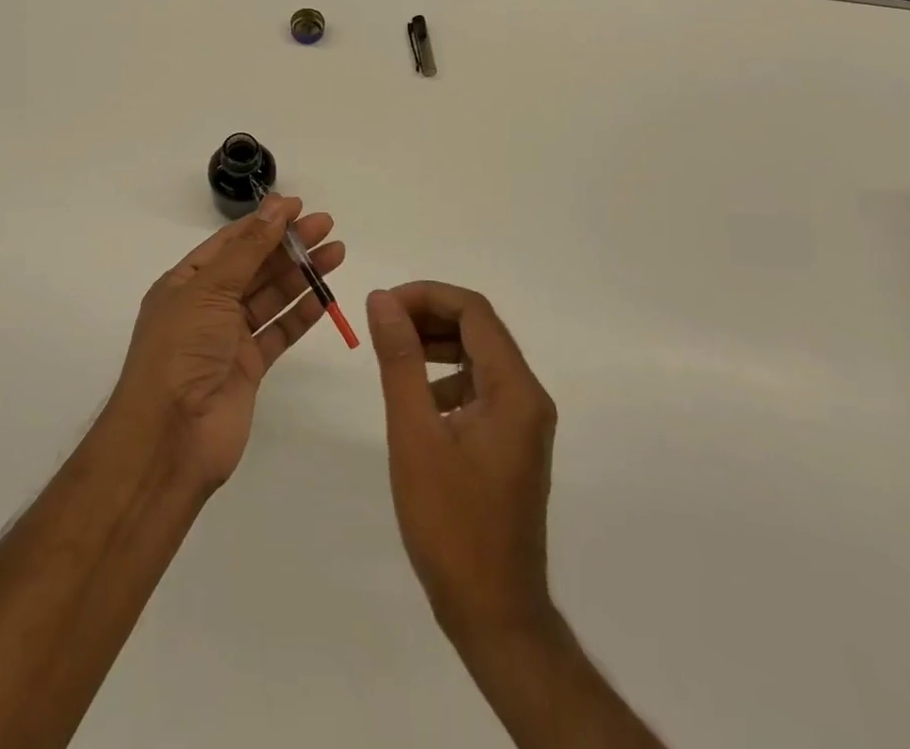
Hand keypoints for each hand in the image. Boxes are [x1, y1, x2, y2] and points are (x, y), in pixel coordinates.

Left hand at [112, 194, 344, 491]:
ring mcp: (228, 339)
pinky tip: (326, 297)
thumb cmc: (181, 351)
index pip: (230, 243)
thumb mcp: (210, 289)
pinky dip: (301, 314)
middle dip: (289, 245)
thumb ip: (248, 249)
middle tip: (327, 226)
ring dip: (302, 275)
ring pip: (271, 297)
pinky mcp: (249, 368)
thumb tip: (275, 206)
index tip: (298, 206)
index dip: (264, 222)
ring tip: (337, 253)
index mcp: (186, 283)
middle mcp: (206, 307)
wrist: (170, 437)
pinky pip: (279, 332)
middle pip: (254, 267)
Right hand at [367, 282, 557, 643]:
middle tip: (381, 324)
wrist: (493, 613)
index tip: (382, 306)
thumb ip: (400, 360)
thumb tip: (382, 300)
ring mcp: (523, 421)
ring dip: (436, 344)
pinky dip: (446, 377)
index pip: (474, 312)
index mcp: (514, 389)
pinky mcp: (511, 441)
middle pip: (479, 329)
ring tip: (392, 354)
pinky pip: (480, 387)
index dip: (426, 296)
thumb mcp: (415, 434)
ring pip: (478, 356)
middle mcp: (528, 396)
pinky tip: (416, 400)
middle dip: (429, 316)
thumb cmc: (451, 524)